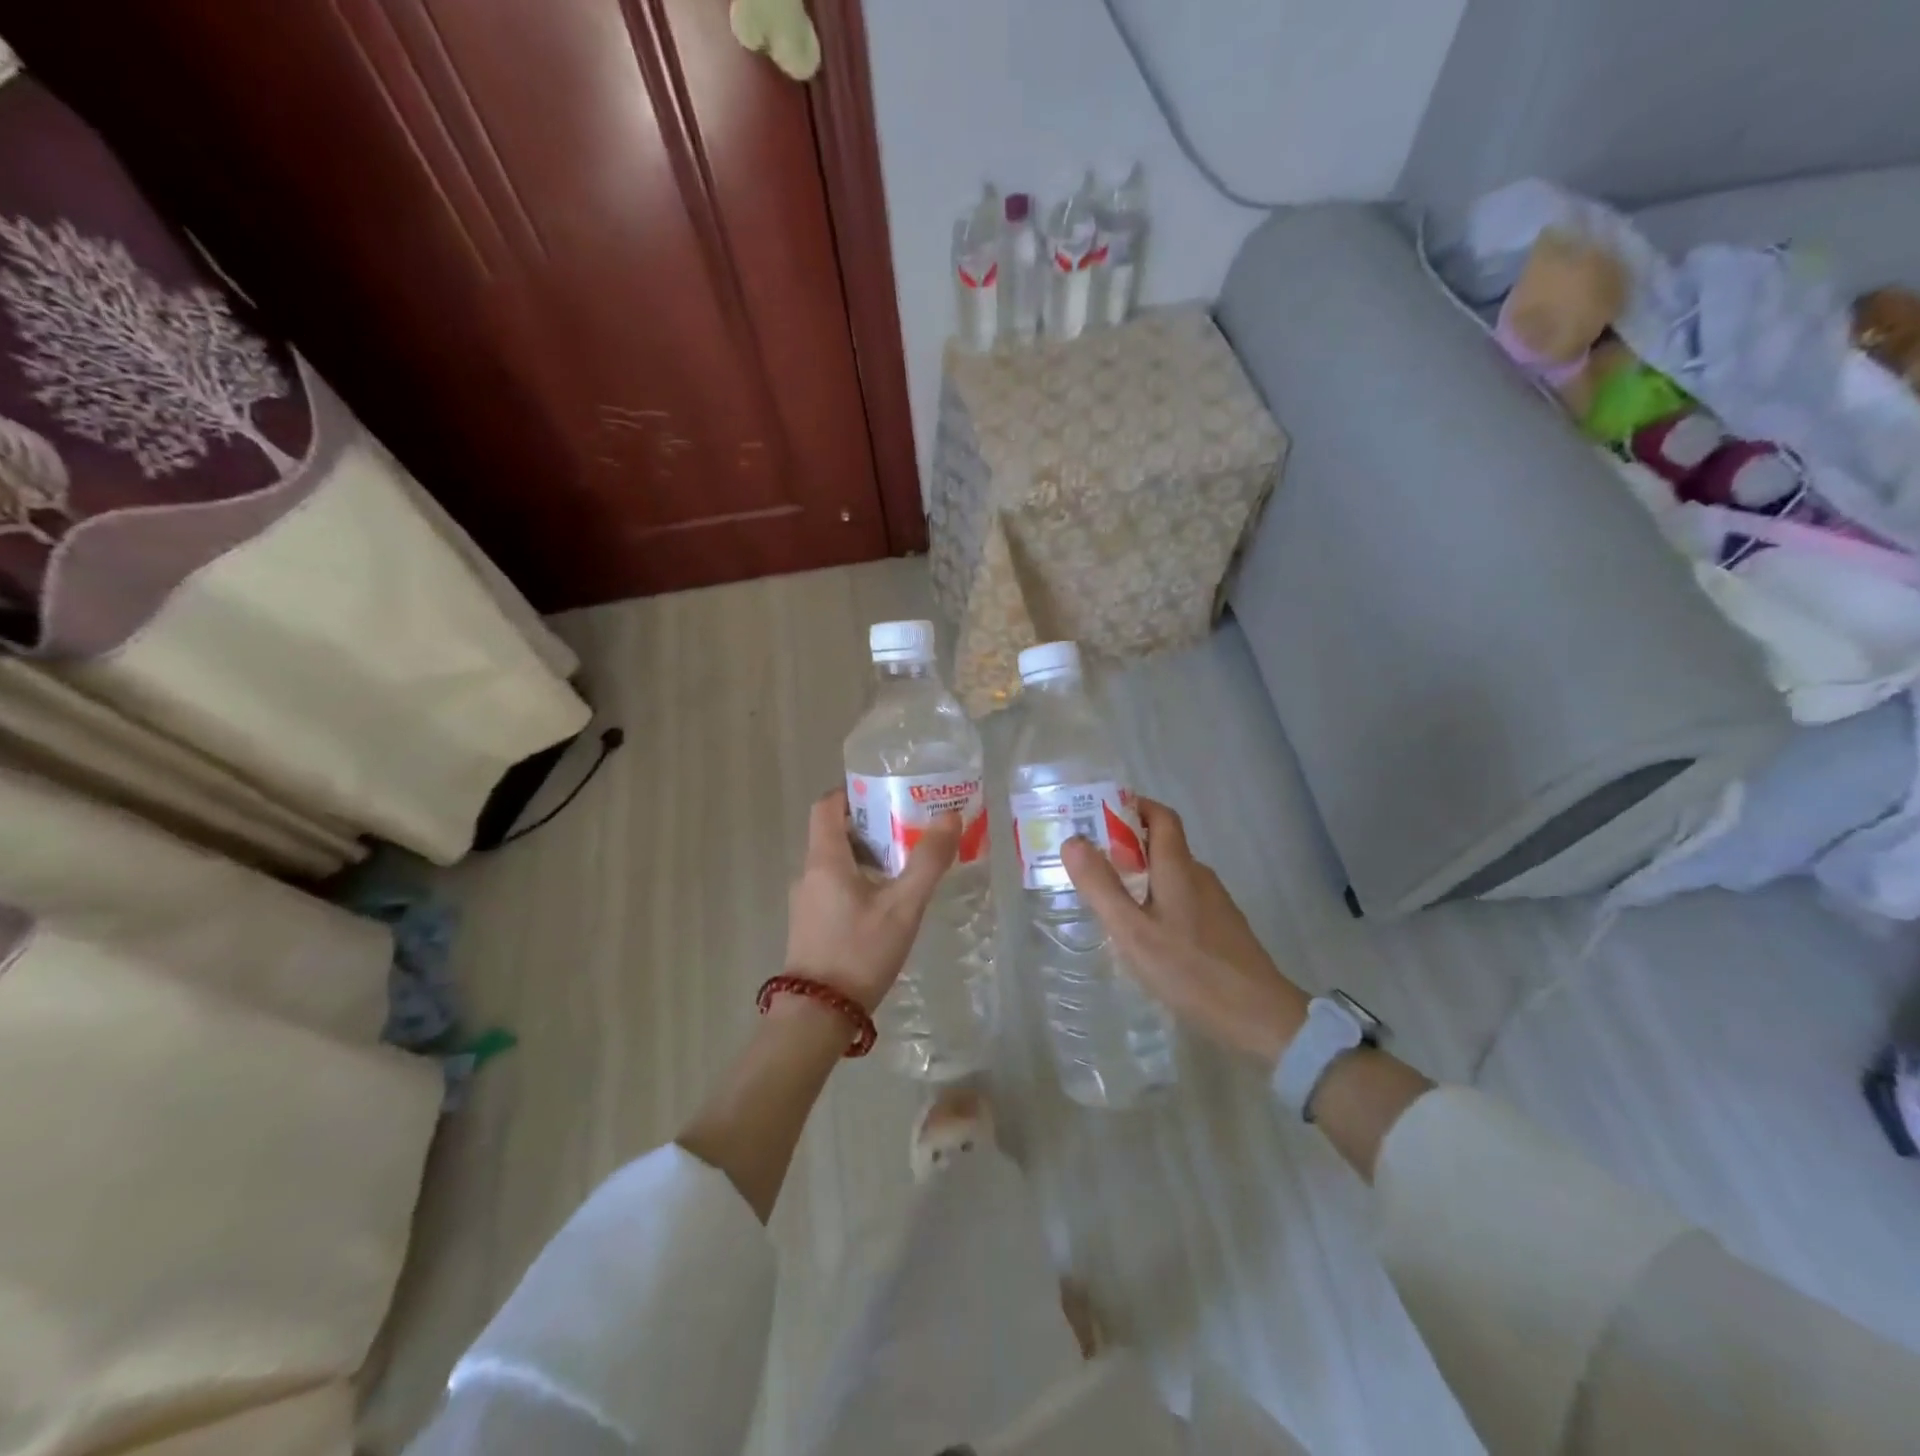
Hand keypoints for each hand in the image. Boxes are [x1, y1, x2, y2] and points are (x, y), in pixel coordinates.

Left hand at [784, 788, 960, 1011]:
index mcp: (824, 859)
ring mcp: (806, 900)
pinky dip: (859, 879)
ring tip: (906, 862)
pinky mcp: (810, 923)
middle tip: (910, 826)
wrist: (817, 1016)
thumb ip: (928, 862)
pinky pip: (834, 885)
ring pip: (837, 861)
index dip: (853, 791)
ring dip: (869, 854)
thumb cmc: (859, 952)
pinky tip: (888, 900)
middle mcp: (808, 873)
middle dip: (872, 824)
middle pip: (835, 832)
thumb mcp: (903, 907)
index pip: (826, 805)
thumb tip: (950, 816)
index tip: (886, 792)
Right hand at [1062, 798, 1307, 1065]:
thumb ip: (1101, 886)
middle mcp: (1199, 876)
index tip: (1097, 813)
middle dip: (1125, 844)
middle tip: (1089, 861)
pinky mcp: (1220, 928)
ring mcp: (1214, 903)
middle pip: (1162, 844)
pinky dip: (1156, 899)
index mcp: (1179, 867)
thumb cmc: (1190, 971)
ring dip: (1139, 874)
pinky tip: (1142, 932)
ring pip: (1171, 874)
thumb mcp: (1133, 931)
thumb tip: (1073, 840)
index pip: (1160, 816)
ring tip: (1107, 898)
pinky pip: (1181, 898)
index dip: (1132, 806)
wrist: (1259, 1017)